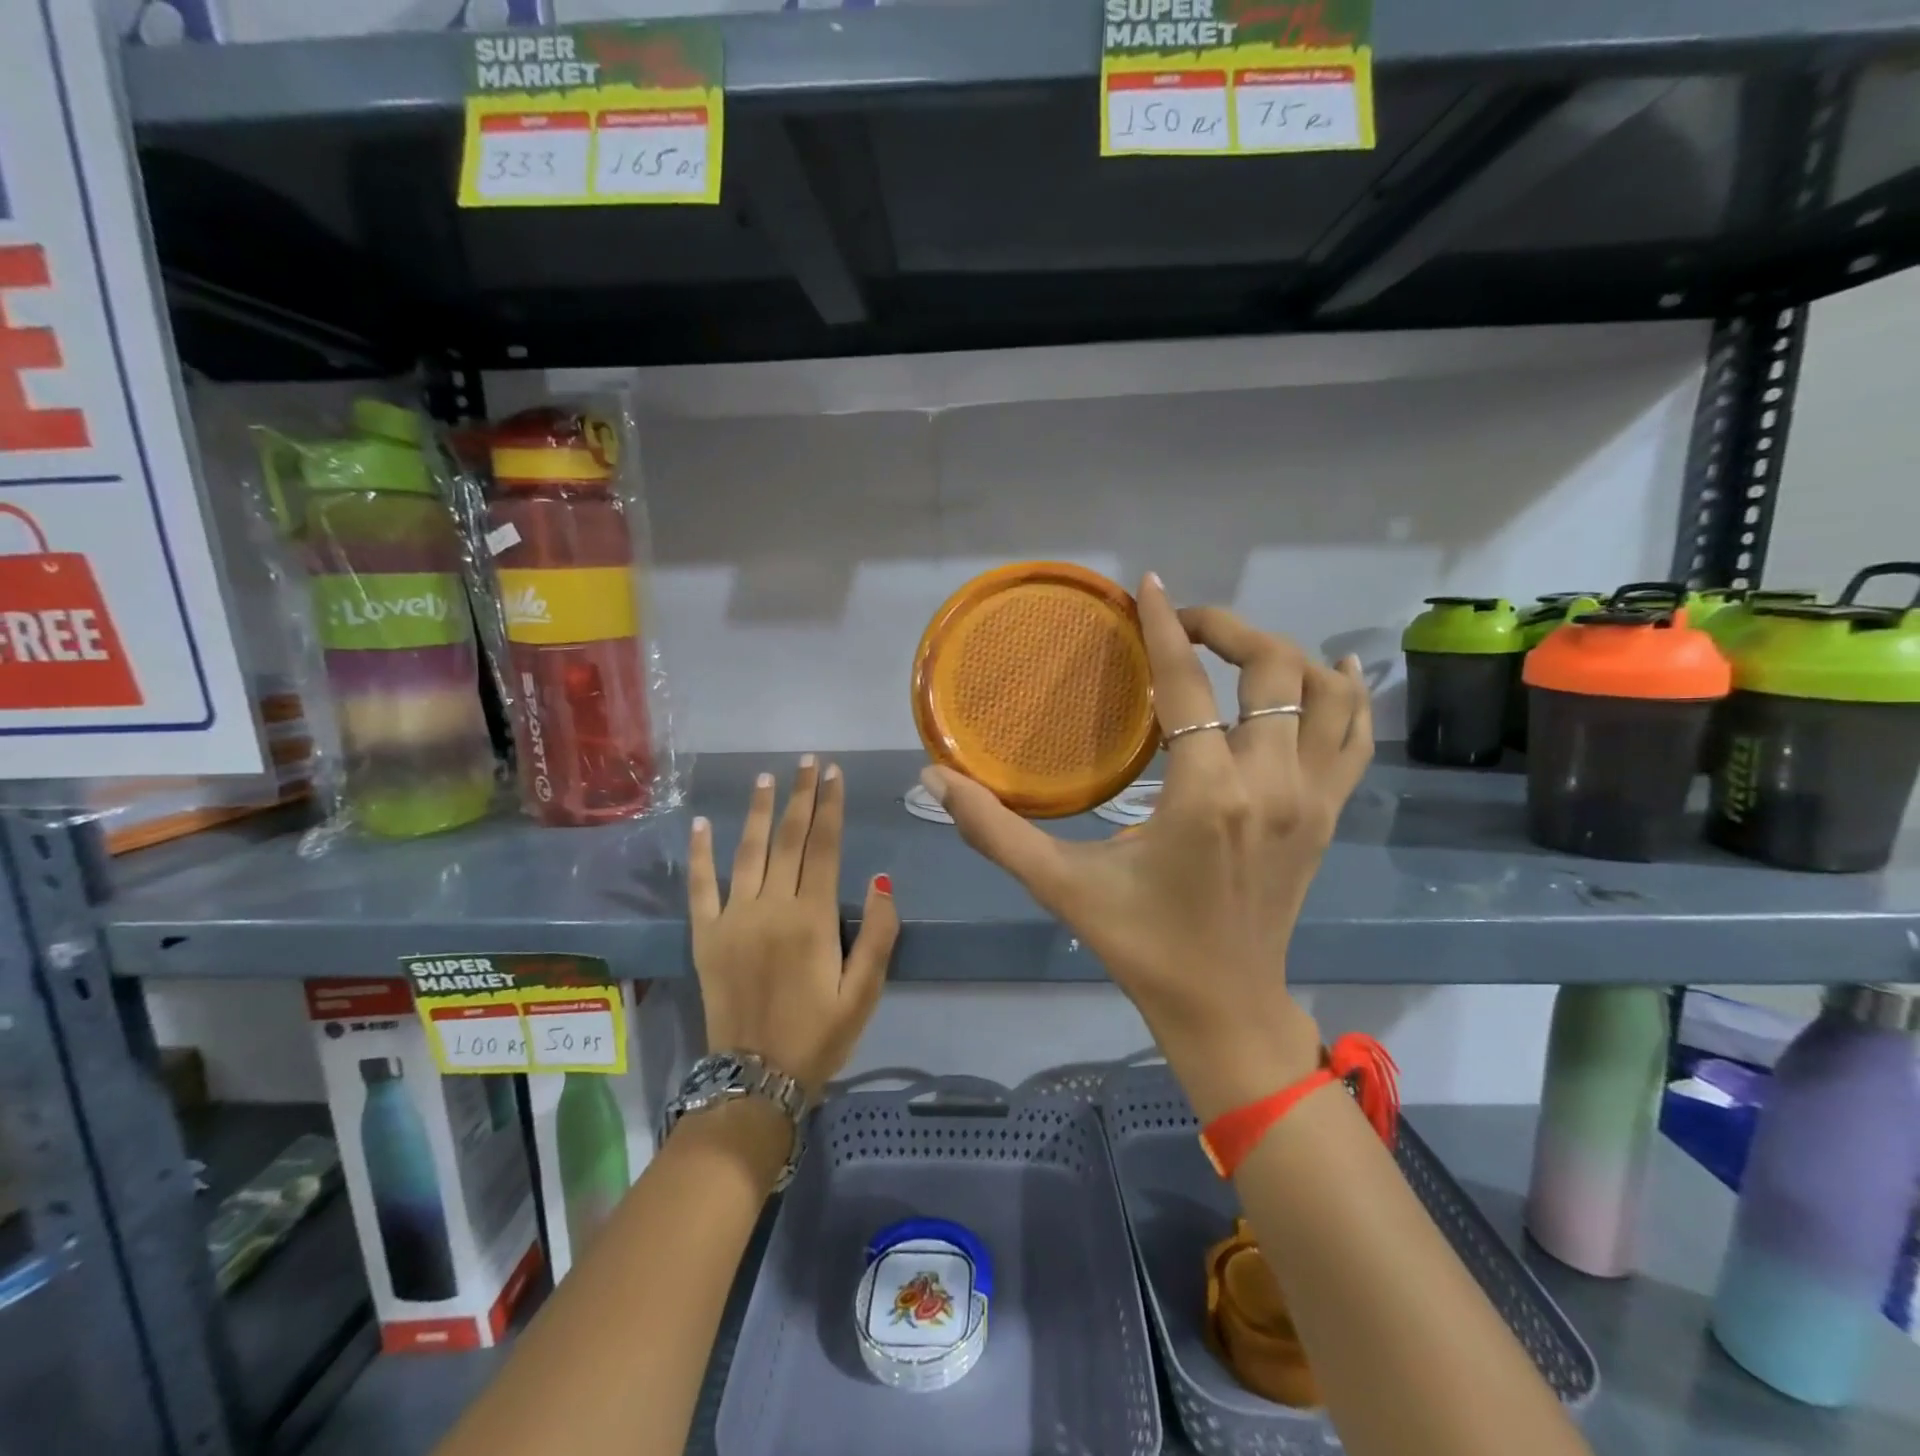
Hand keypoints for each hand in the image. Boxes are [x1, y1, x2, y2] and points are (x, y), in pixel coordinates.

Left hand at [688, 758, 899, 1101]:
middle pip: (788, 839)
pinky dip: (700, 854)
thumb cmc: (819, 1036)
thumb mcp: (865, 993)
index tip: (833, 774)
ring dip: (757, 811)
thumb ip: (879, 934)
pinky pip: (700, 887)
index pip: (825, 847)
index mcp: (812, 918)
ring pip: (747, 851)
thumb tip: (881, 878)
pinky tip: (701, 824)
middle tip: (807, 762)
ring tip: (766, 778)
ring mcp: (734, 918)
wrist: (755, 1080)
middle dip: (800, 797)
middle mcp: (772, 907)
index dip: (831, 807)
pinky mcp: (706, 936)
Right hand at [922, 575, 1371, 1121]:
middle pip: (1272, 667)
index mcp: (1206, 795)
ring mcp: (1313, 798)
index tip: (1148, 586)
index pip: (1187, 684)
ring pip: (1326, 692)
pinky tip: (1333, 669)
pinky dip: (1349, 695)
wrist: (1226, 1007)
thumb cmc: (1141, 945)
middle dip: (1228, 628)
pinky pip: (1357, 736)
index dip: (1165, 627)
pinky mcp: (1330, 815)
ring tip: (1238, 648)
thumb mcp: (1060, 886)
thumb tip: (933, 778)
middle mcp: (1271, 783)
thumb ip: (993, 830)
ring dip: (1286, 654)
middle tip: (1182, 624)